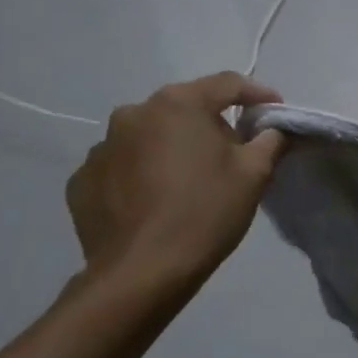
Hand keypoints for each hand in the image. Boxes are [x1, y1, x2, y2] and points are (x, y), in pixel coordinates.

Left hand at [65, 74, 283, 299]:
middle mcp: (134, 113)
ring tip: (188, 181)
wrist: (141, 273)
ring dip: (171, 148)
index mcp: (178, 104)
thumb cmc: (205, 213)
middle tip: (233, 152)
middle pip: (185, 108)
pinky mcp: (82, 180)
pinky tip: (154, 201)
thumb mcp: (254, 173)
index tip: (276, 111)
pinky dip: (141, 174)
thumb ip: (269, 140)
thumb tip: (272, 128)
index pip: (227, 84)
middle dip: (211, 123)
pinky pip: (122, 166)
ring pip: (150, 136)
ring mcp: (101, 147)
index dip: (257, 94)